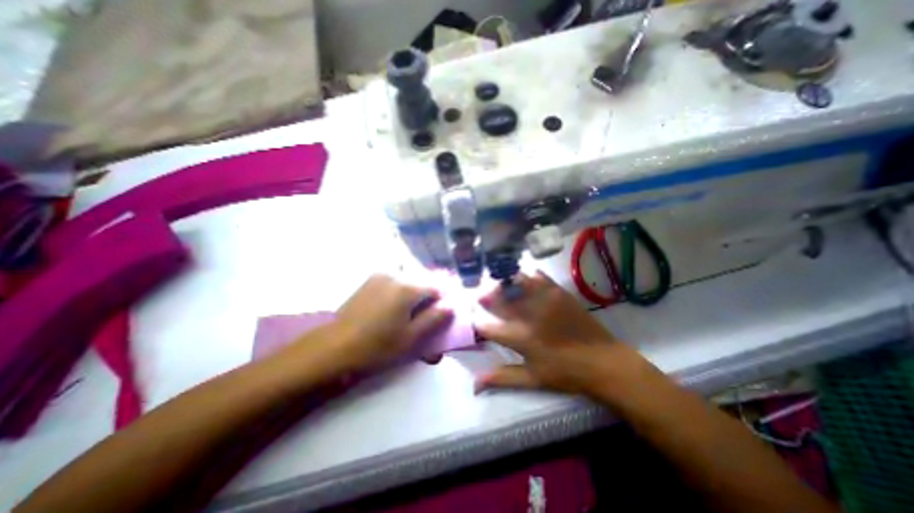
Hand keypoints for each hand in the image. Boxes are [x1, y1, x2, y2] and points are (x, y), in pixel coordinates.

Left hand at [332, 275, 451, 369]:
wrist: (333, 348)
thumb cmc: (377, 346)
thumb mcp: (411, 338)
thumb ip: (434, 319)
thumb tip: (451, 305)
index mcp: (408, 288)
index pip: (436, 287)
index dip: (443, 300)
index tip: (442, 314)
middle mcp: (395, 275)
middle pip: (422, 282)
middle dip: (428, 297)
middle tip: (426, 317)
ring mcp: (380, 276)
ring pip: (408, 282)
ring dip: (414, 294)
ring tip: (409, 315)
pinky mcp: (369, 282)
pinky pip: (394, 282)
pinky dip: (400, 292)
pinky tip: (393, 309)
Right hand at [474, 273, 660, 405]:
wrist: (604, 362)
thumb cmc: (566, 374)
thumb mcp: (533, 379)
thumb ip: (502, 378)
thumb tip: (475, 383)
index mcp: (521, 338)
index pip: (488, 328)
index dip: (476, 323)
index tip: (472, 319)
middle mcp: (529, 315)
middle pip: (499, 300)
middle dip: (486, 297)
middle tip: (481, 295)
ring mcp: (545, 300)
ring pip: (517, 283)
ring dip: (504, 283)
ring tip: (499, 284)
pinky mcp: (559, 293)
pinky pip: (539, 277)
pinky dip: (529, 276)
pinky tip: (524, 278)